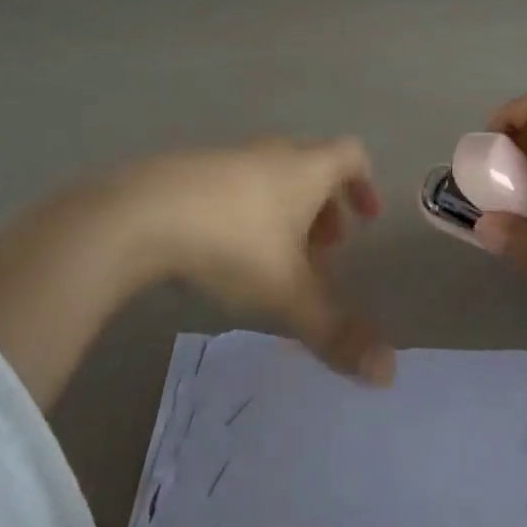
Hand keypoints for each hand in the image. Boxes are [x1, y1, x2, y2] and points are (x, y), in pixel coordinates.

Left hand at [0, 139, 392, 408]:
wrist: (138, 214)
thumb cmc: (231, 242)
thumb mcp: (287, 292)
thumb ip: (336, 331)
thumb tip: (388, 374)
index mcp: (305, 167)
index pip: (351, 155)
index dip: (365, 183)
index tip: (366, 219)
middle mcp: (271, 153)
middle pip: (312, 165)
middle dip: (325, 205)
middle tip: (325, 250)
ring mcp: (227, 157)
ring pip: (271, 176)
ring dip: (285, 210)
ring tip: (276, 259)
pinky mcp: (188, 171)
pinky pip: (234, 185)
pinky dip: (247, 210)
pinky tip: (225, 253)